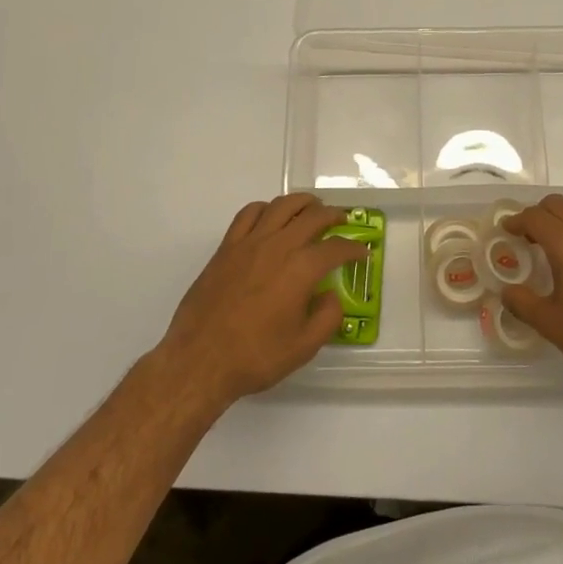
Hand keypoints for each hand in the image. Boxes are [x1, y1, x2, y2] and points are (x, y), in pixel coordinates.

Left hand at [156, 194, 363, 409]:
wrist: (199, 361)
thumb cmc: (255, 357)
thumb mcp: (304, 347)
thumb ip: (327, 317)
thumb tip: (331, 295)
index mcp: (301, 269)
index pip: (336, 248)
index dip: (353, 248)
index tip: (362, 252)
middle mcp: (278, 246)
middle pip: (312, 216)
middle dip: (333, 215)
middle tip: (343, 221)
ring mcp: (250, 243)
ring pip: (281, 206)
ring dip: (302, 202)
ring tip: (312, 208)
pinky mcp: (227, 247)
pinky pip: (249, 213)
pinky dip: (266, 208)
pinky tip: (271, 216)